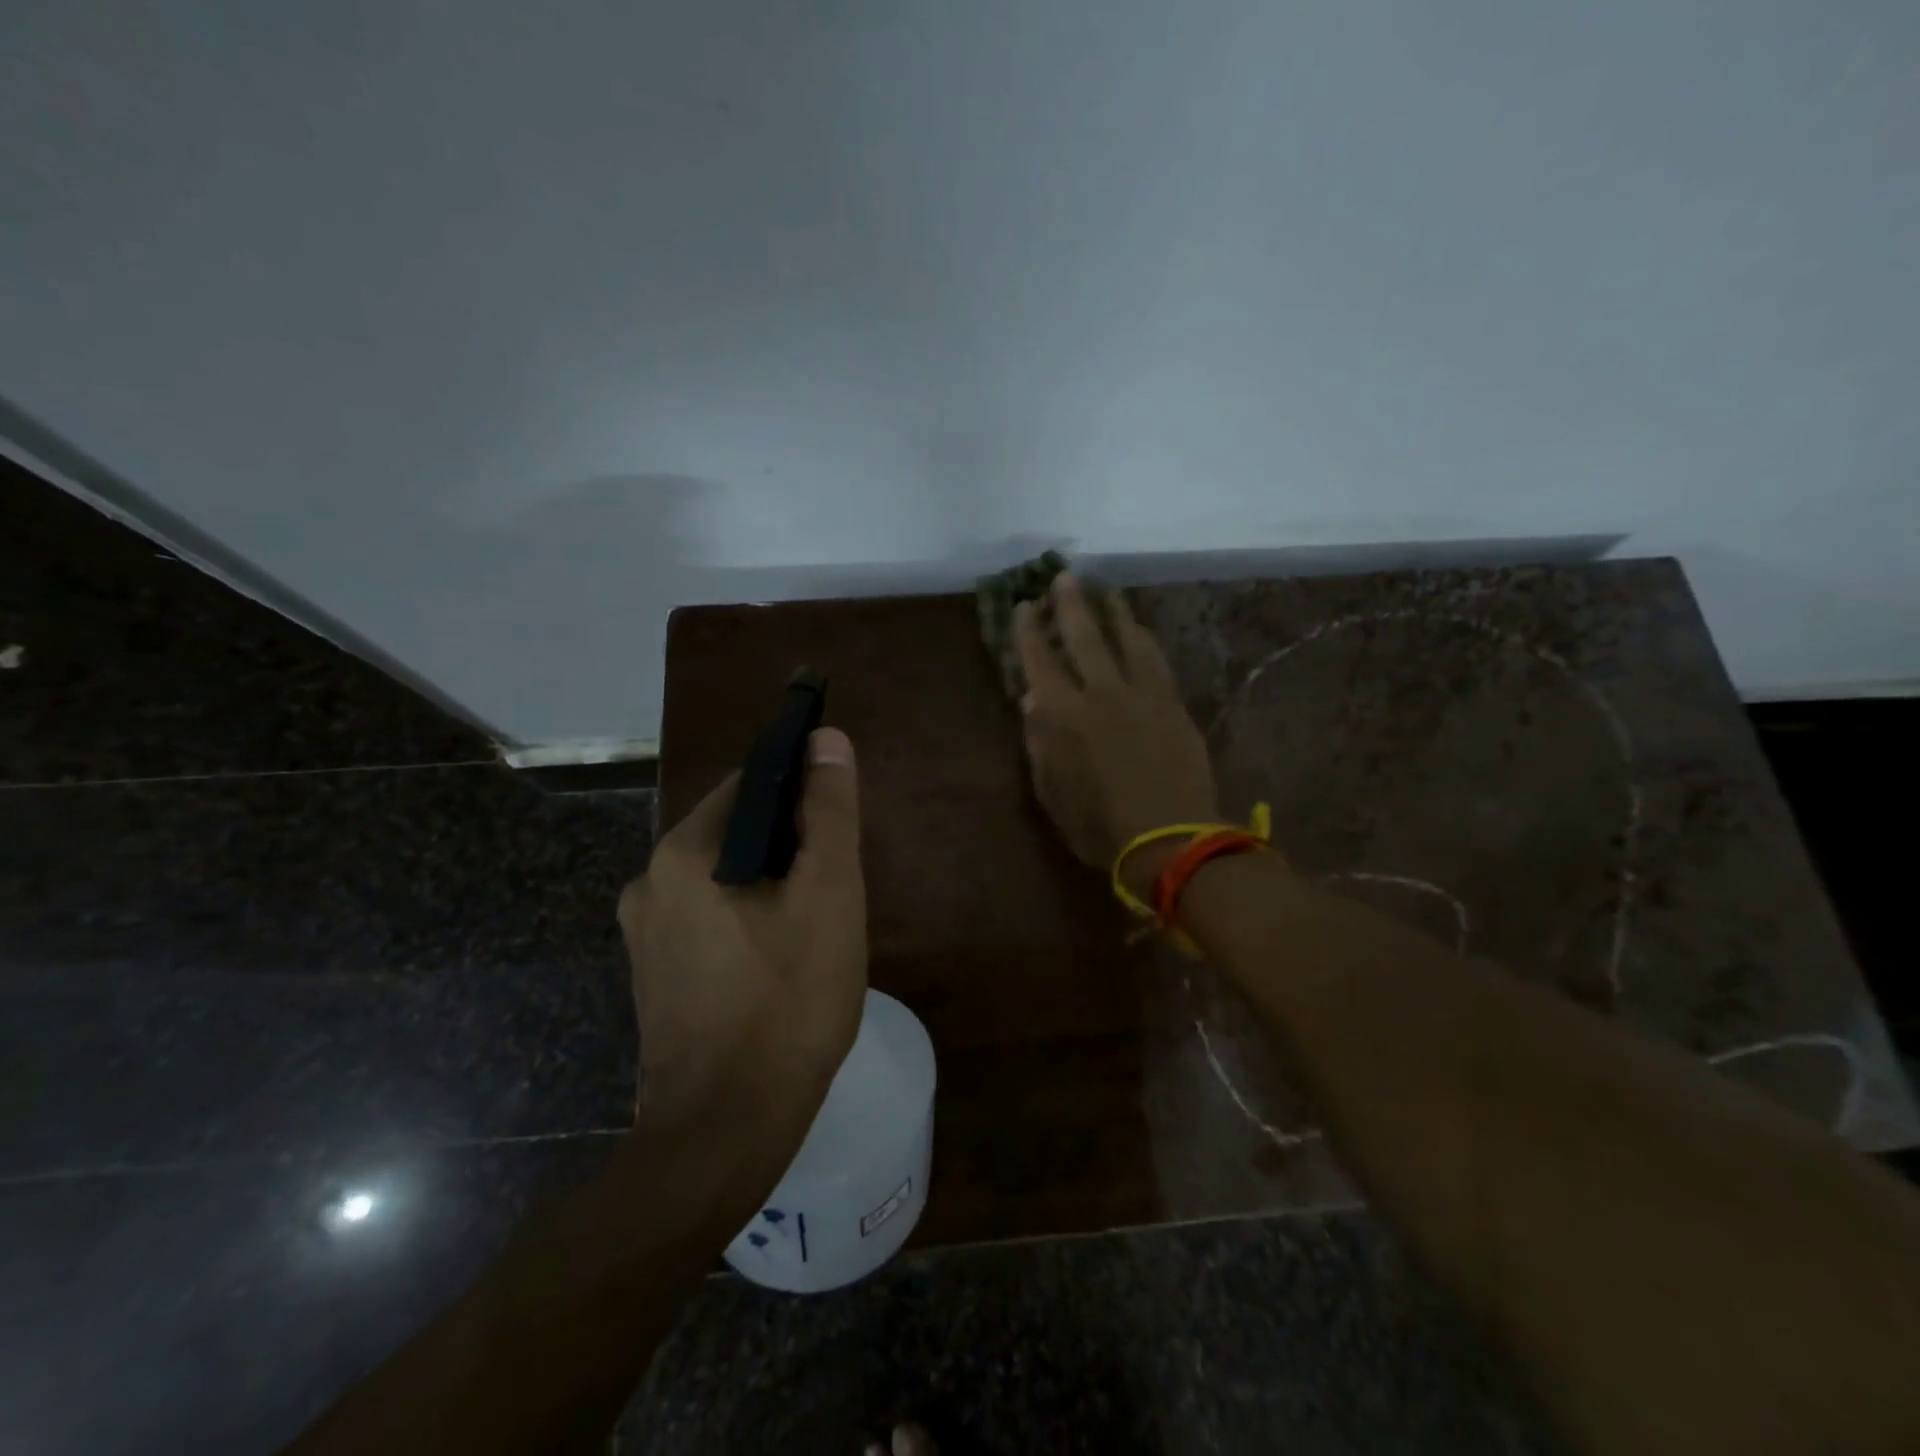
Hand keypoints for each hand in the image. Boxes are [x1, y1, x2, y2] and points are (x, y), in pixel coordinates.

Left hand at [618, 728, 866, 1127]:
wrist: (726, 1132)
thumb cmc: (788, 1003)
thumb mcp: (828, 896)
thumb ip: (829, 813)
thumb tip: (825, 739)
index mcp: (683, 853)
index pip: (751, 785)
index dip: (802, 793)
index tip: (840, 827)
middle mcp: (649, 882)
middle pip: (735, 833)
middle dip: (789, 848)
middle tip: (836, 889)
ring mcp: (644, 935)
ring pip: (724, 880)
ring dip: (770, 887)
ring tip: (815, 928)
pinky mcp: (654, 976)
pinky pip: (708, 921)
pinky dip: (746, 922)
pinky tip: (779, 963)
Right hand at [1016, 574, 1219, 885]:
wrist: (1169, 839)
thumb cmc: (1099, 825)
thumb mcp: (1052, 793)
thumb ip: (1039, 743)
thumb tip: (1031, 699)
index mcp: (1063, 715)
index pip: (1039, 661)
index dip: (1028, 631)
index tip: (1022, 606)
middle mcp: (1101, 693)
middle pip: (1084, 637)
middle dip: (1070, 604)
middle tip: (1064, 577)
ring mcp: (1143, 695)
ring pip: (1127, 640)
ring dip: (1114, 612)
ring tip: (1107, 591)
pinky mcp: (1173, 704)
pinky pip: (1157, 660)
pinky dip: (1145, 640)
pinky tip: (1141, 630)